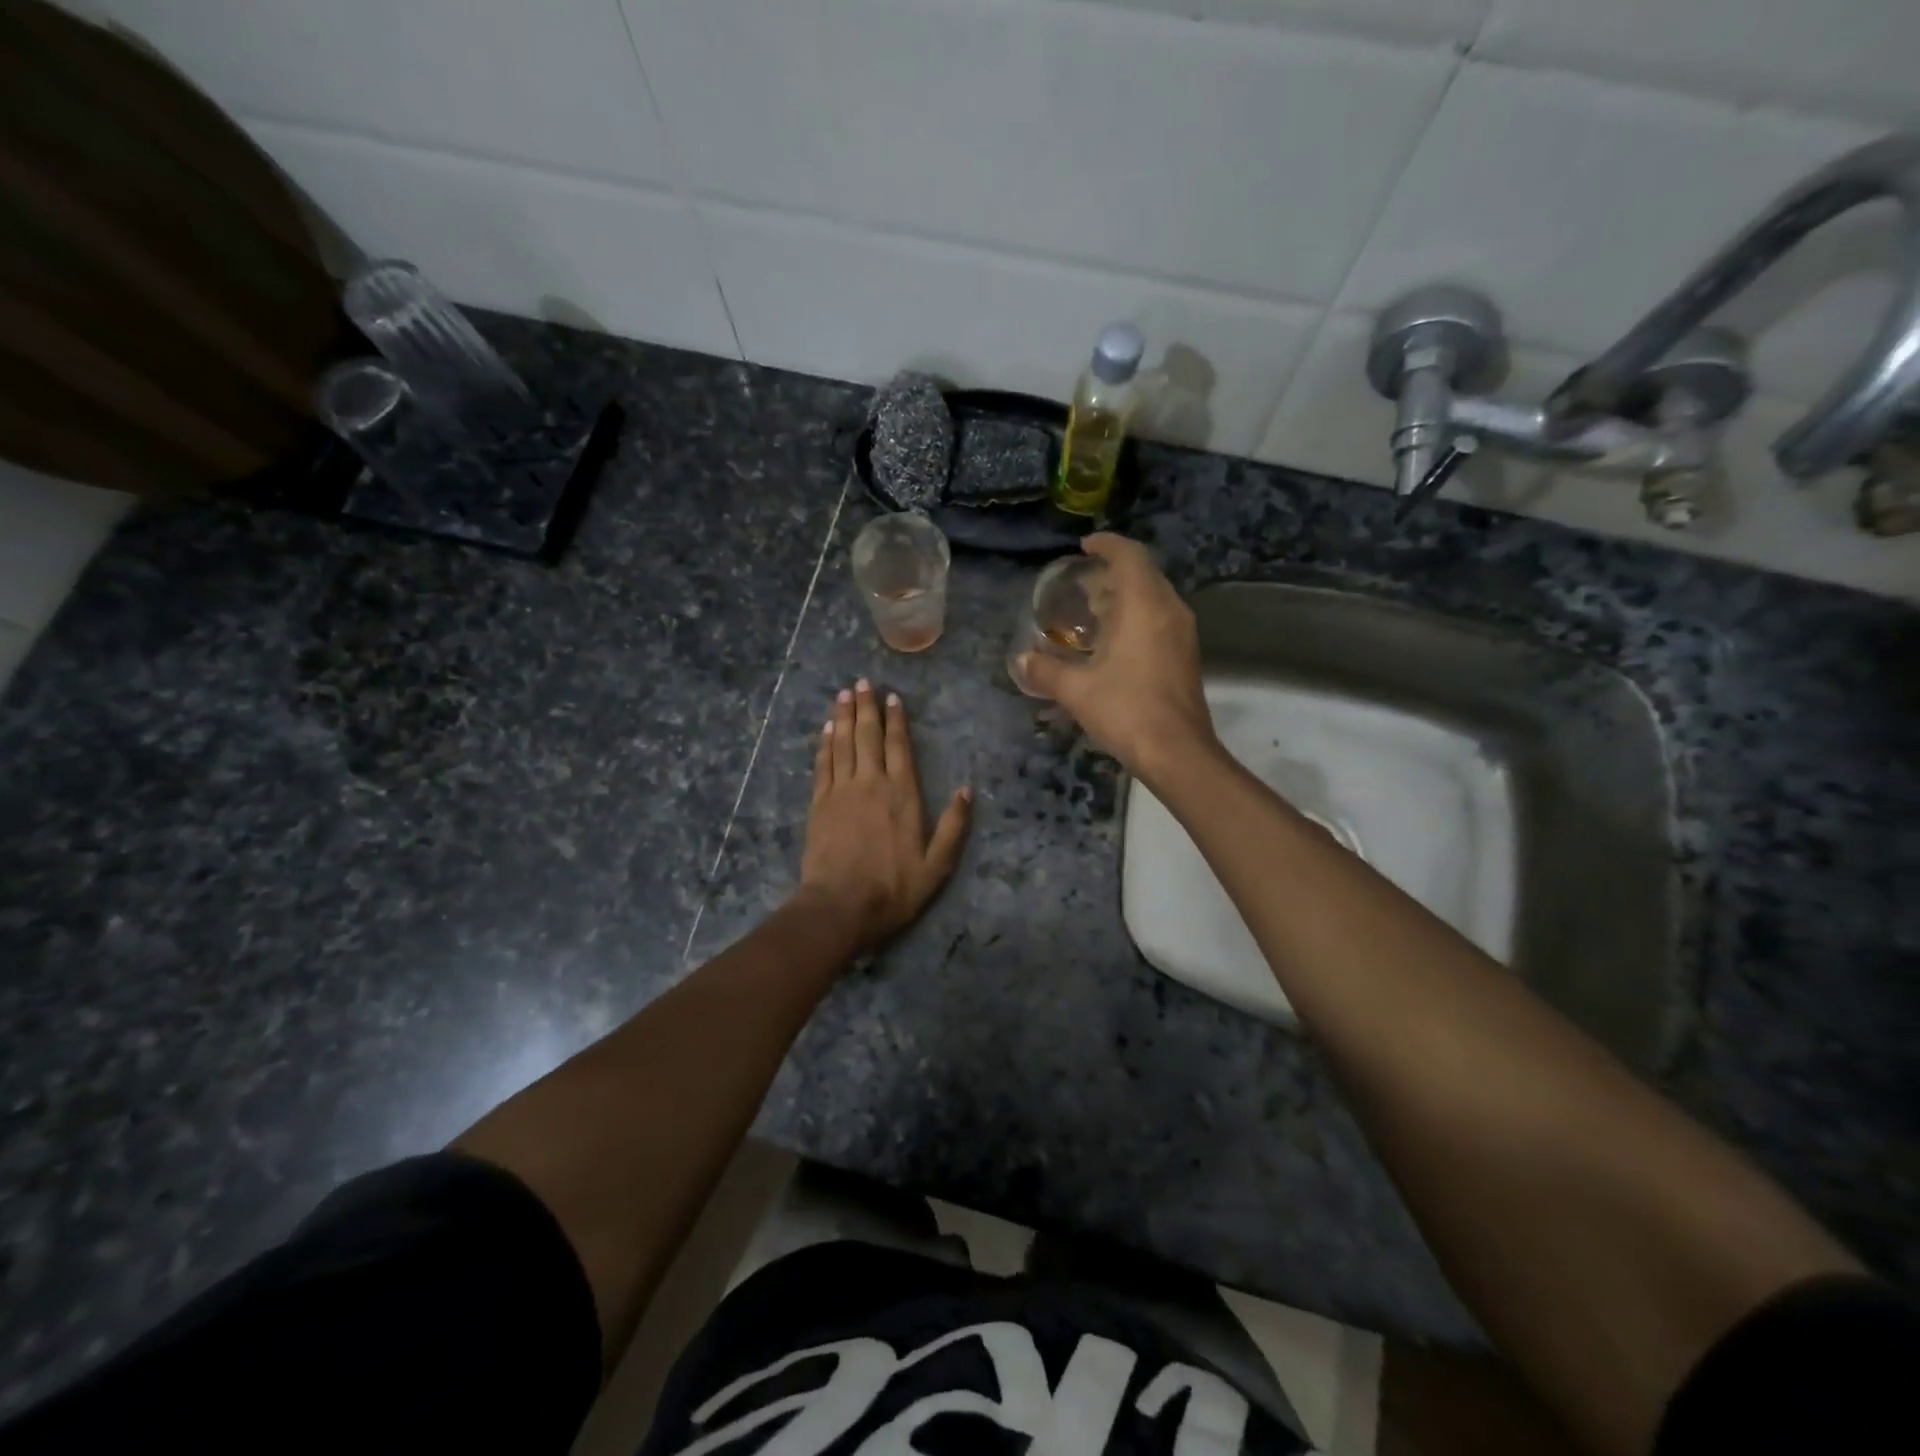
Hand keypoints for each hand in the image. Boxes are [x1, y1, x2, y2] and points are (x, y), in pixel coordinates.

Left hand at [795, 678, 971, 957]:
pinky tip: (825, 729)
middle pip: (868, 736)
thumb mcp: (937, 865)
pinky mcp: (819, 804)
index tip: (892, 697)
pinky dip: (824, 743)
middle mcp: (871, 783)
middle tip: (862, 681)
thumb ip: (953, 827)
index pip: (899, 747)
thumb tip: (967, 790)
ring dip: (843, 717)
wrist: (840, 906)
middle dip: (866, 707)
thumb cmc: (893, 888)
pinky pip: (823, 764)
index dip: (896, 720)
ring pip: (843, 744)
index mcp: (902, 794)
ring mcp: (841, 791)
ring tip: (843, 694)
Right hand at [1018, 534, 1216, 783]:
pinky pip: (1159, 618)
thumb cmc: (1127, 711)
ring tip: (1091, 610)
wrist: (1178, 753)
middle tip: (1081, 582)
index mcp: (1145, 606)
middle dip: (1112, 571)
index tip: (1083, 546)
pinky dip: (1135, 616)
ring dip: (1124, 595)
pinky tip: (1111, 641)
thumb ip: (1046, 671)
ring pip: (1153, 597)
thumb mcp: (1077, 691)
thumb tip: (1020, 661)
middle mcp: (1169, 610)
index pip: (1129, 556)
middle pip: (1143, 573)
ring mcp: (1181, 633)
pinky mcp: (1184, 655)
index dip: (1106, 544)